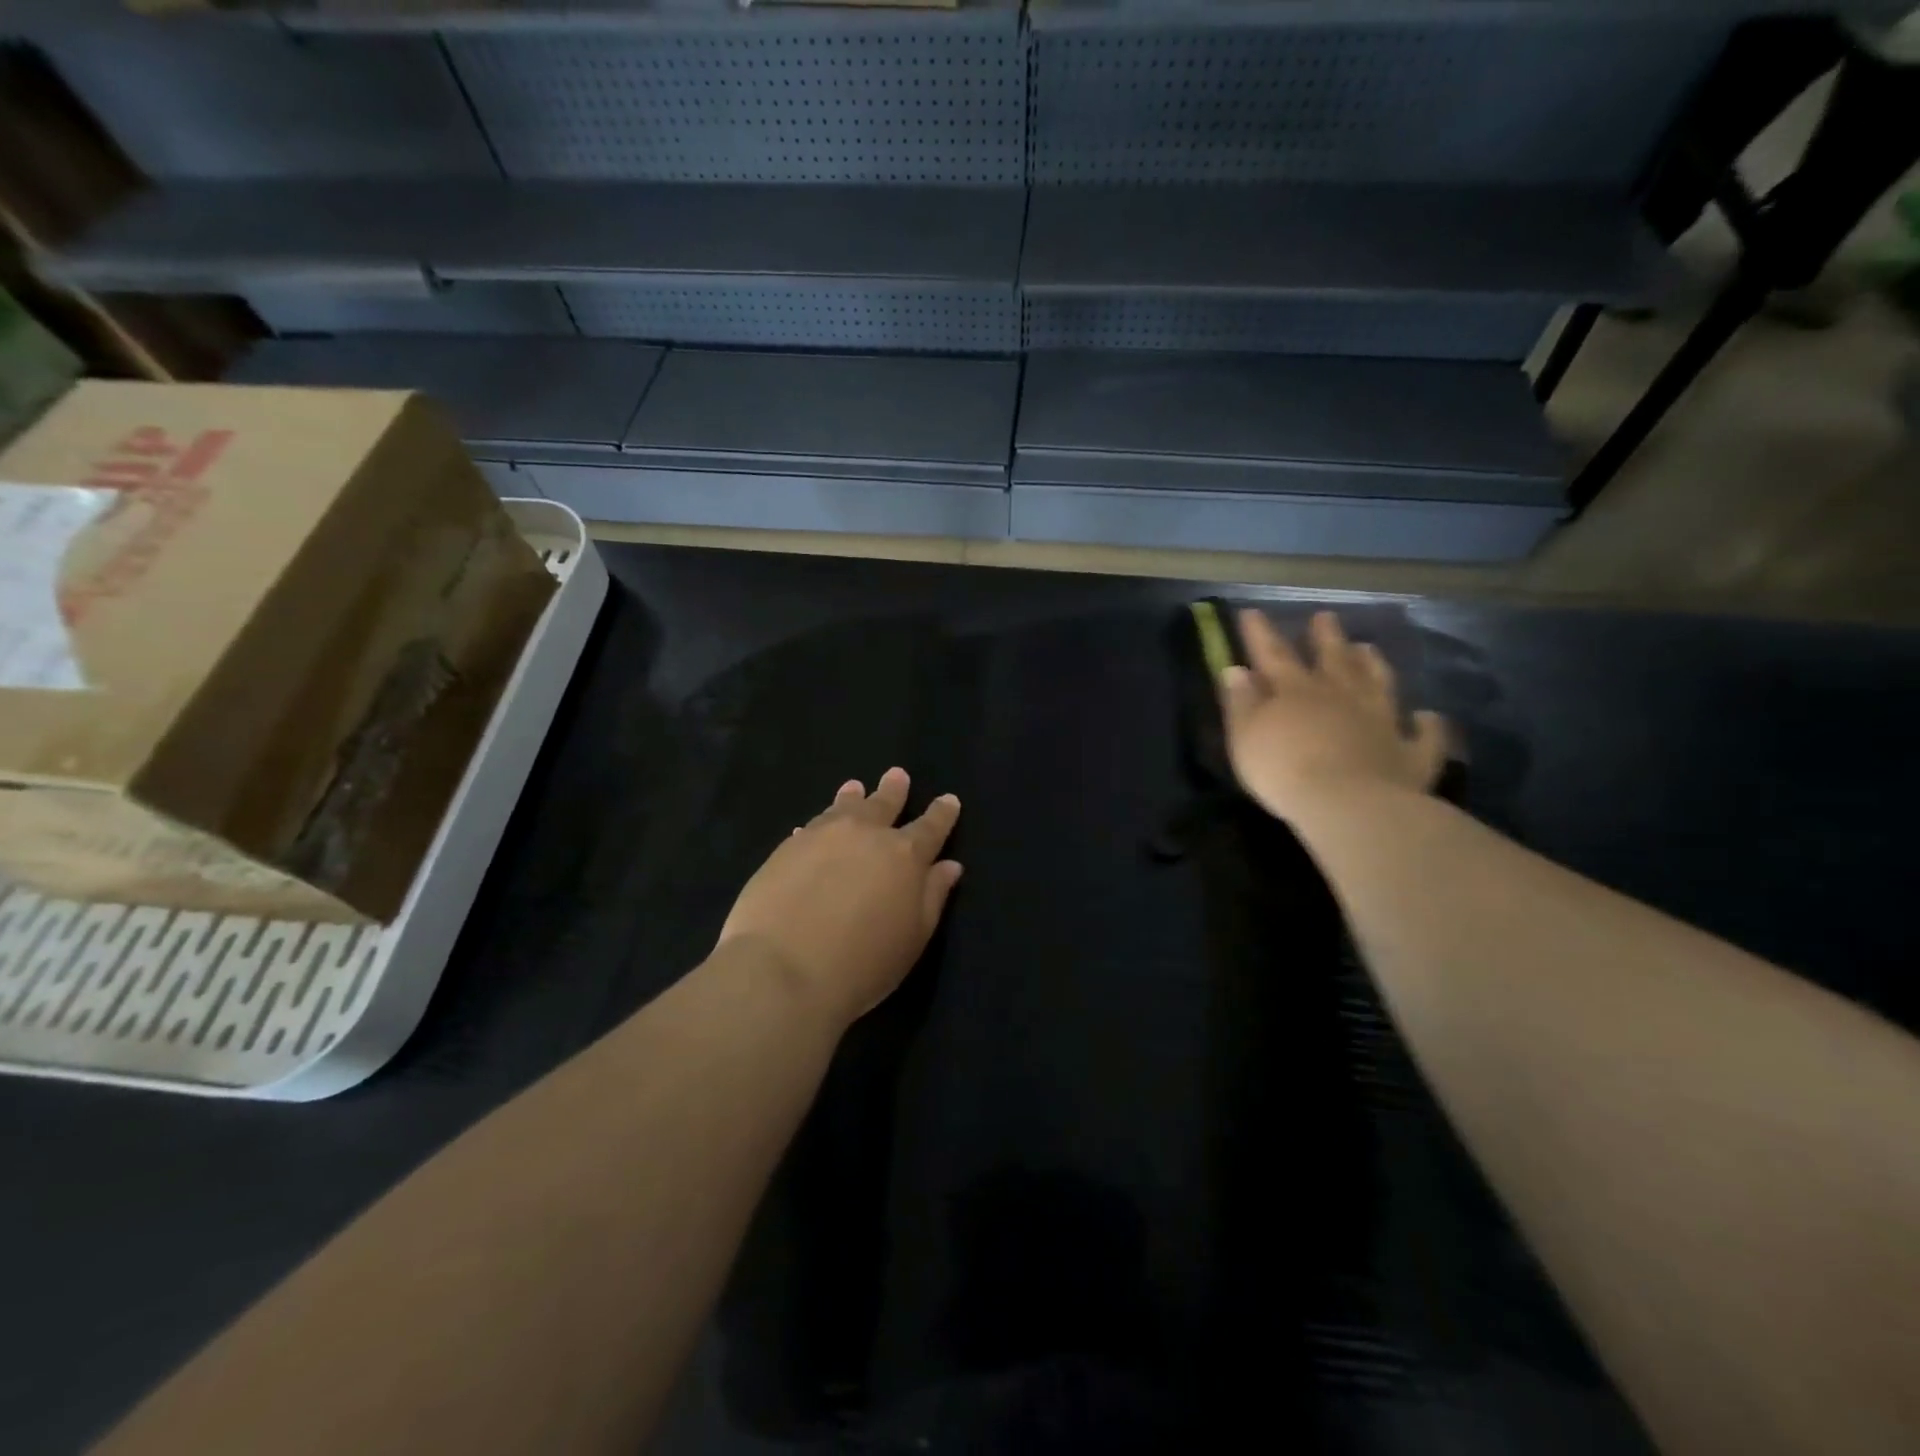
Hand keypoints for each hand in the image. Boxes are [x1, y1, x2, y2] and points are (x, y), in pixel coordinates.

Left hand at [716, 768, 962, 1028]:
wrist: (782, 969)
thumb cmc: (862, 963)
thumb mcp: (913, 937)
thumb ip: (933, 896)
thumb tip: (949, 865)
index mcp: (904, 856)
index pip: (930, 827)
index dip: (942, 813)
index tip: (948, 799)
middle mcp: (866, 835)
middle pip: (884, 805)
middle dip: (894, 791)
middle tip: (897, 775)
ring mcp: (822, 836)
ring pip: (844, 807)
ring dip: (853, 796)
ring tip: (855, 786)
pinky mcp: (786, 848)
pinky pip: (810, 826)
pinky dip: (819, 822)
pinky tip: (813, 826)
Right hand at [1220, 609, 1449, 821]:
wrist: (1347, 805)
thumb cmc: (1283, 770)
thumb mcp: (1246, 736)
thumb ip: (1241, 703)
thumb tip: (1236, 670)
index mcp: (1295, 692)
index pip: (1274, 654)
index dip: (1261, 633)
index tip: (1252, 612)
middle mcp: (1341, 697)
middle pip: (1333, 660)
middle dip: (1326, 637)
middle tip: (1325, 617)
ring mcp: (1381, 722)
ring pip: (1378, 685)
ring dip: (1373, 666)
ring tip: (1369, 648)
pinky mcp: (1410, 754)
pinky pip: (1424, 736)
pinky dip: (1427, 725)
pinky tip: (1429, 717)